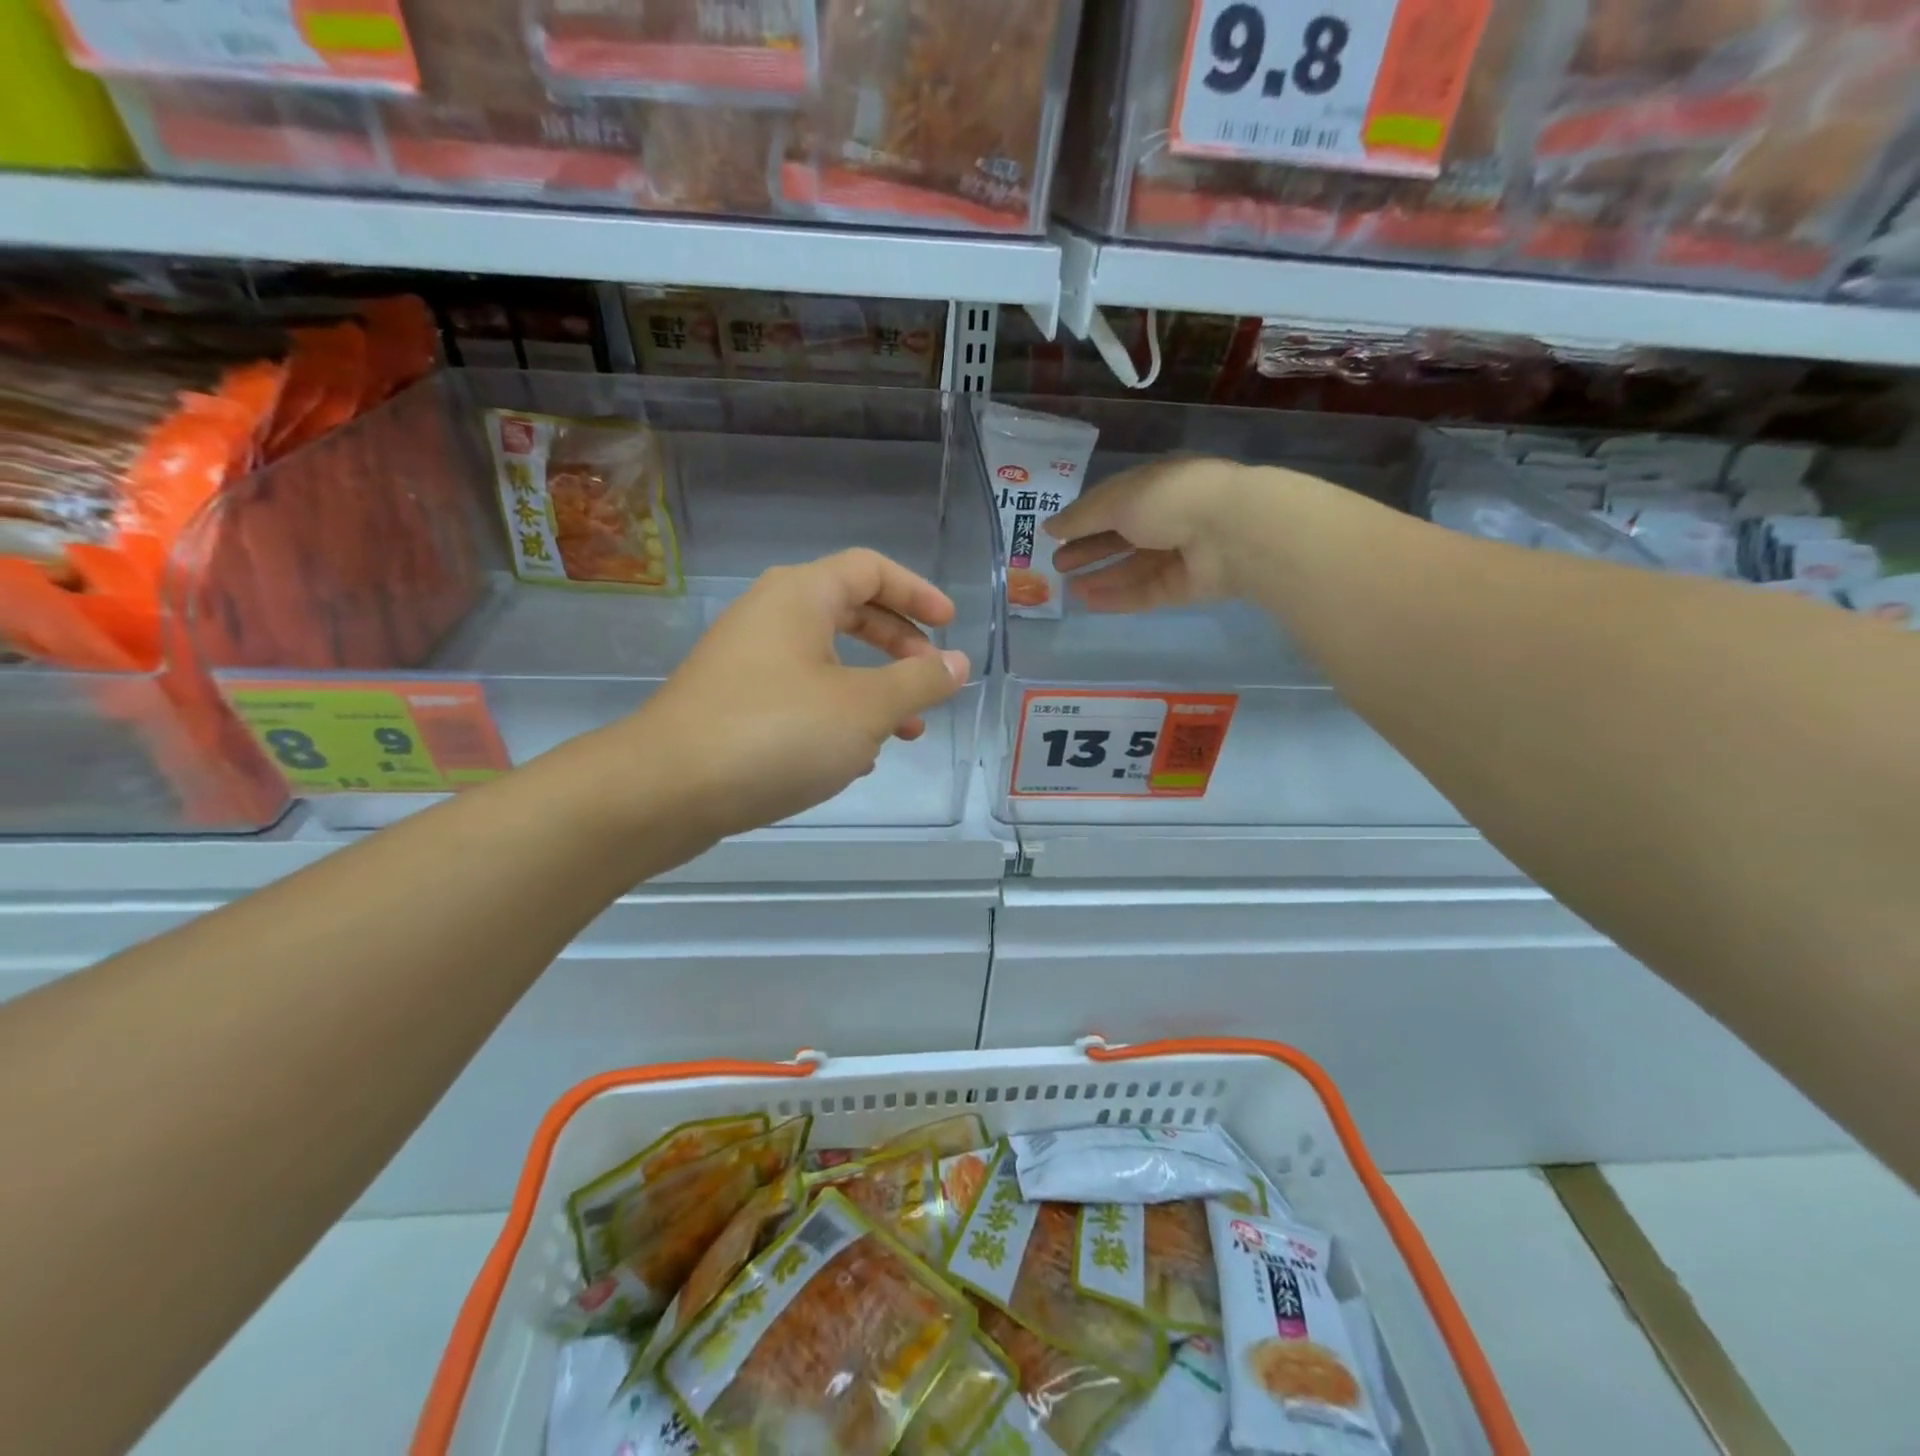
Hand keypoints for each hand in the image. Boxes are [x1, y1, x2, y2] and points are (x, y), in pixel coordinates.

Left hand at [619, 549, 969, 838]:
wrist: (664, 790)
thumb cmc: (776, 733)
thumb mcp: (864, 707)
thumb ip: (918, 681)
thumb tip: (957, 662)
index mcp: (800, 596)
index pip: (870, 569)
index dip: (917, 592)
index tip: (950, 625)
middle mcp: (770, 617)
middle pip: (850, 612)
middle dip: (898, 646)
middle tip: (931, 679)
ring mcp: (747, 662)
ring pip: (826, 662)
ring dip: (872, 690)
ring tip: (905, 733)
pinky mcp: (734, 706)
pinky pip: (800, 696)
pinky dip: (837, 715)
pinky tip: (854, 758)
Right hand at [1043, 455, 1255, 611]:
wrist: (1230, 531)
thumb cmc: (1169, 500)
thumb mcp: (1116, 500)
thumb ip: (1081, 516)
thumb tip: (1049, 526)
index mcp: (1155, 485)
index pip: (1114, 502)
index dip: (1084, 518)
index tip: (1055, 534)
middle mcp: (1168, 517)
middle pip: (1121, 537)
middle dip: (1089, 550)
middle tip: (1058, 564)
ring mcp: (1178, 554)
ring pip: (1132, 568)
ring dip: (1100, 576)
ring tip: (1068, 588)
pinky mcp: (1184, 586)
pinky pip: (1145, 592)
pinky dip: (1118, 597)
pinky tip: (1089, 603)